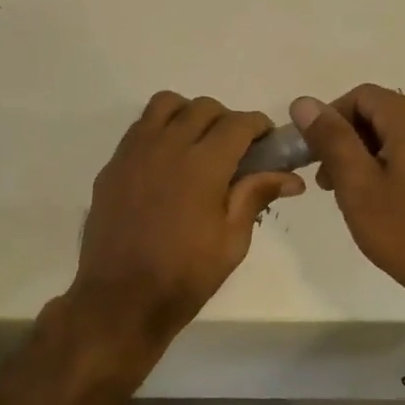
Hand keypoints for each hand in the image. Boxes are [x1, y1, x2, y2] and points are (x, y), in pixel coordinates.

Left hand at [68, 93, 303, 356]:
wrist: (120, 299)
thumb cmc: (184, 276)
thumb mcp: (232, 241)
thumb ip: (256, 196)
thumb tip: (292, 176)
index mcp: (203, 164)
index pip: (238, 123)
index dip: (259, 126)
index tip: (267, 142)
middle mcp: (167, 146)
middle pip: (203, 107)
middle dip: (226, 120)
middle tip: (235, 150)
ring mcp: (134, 152)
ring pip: (166, 105)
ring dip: (188, 115)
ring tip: (197, 145)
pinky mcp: (113, 165)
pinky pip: (140, 128)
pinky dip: (160, 131)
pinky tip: (167, 164)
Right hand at [291, 85, 404, 297]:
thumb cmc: (403, 228)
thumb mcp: (357, 184)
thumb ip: (330, 138)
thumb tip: (304, 102)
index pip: (361, 95)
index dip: (330, 118)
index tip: (315, 154)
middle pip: (381, 113)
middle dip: (348, 139)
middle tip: (328, 180)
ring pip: (399, 134)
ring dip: (368, 154)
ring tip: (352, 193)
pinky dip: (394, 163)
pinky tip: (385, 198)